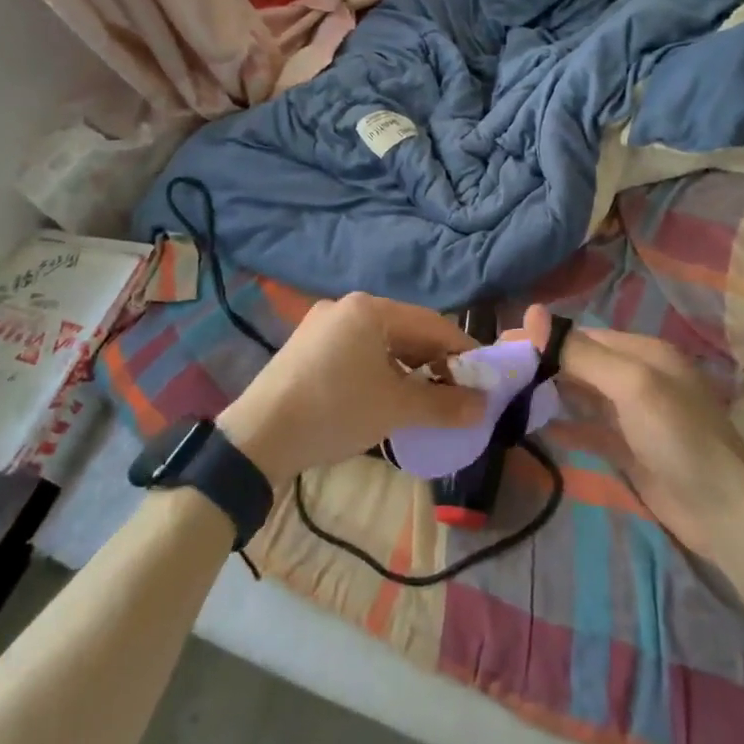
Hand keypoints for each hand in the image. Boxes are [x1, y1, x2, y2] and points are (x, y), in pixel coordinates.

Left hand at [217, 293, 485, 488]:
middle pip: (406, 330)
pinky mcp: (308, 348)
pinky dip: (381, 371)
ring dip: (409, 369)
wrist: (257, 437)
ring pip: (381, 342)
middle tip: (458, 394)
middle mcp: (346, 307)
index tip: (485, 379)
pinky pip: (358, 352)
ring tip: (427, 400)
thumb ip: (443, 404)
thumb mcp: (395, 408)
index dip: (463, 351)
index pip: (431, 324)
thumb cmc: (334, 411)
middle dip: (435, 362)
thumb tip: (483, 406)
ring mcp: (323, 326)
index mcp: (369, 308)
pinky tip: (387, 397)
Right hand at [521, 305, 743, 556]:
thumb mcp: (630, 385)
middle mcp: (637, 377)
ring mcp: (633, 415)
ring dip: (549, 393)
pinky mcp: (629, 449)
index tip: (502, 343)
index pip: (582, 336)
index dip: (544, 339)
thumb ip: (581, 352)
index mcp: (642, 352)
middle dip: (542, 365)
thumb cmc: (678, 437)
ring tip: (507, 395)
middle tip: (497, 371)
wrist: (725, 512)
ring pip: (581, 395)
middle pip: (580, 363)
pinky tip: (534, 427)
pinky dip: (563, 426)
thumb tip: (531, 313)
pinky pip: (588, 429)